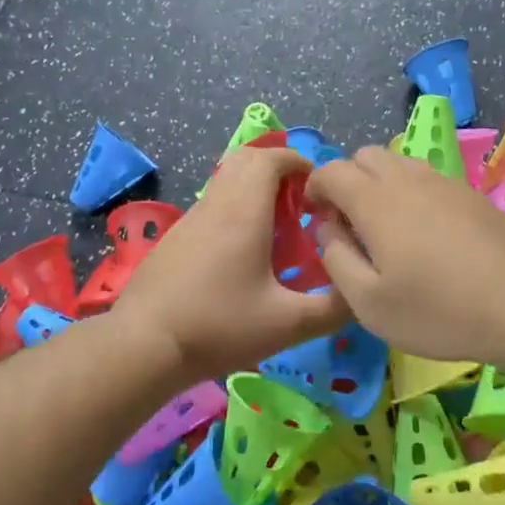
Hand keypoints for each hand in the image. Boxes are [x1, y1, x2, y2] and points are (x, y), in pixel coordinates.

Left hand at [113, 145, 349, 382]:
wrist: (144, 345)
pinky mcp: (174, 239)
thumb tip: (361, 296)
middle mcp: (216, 205)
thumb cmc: (220, 326)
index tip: (319, 188)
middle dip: (277, 169)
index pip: (271, 159)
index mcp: (244, 212)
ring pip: (225, 182)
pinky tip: (242, 254)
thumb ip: (332, 309)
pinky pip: (211, 206)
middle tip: (300, 202)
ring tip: (277, 228)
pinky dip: (233, 210)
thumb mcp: (287, 324)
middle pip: (245, 160)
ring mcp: (189, 220)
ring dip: (254, 190)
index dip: (299, 162)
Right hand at [306, 145, 504, 361]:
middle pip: (365, 156)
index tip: (316, 214)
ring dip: (380, 182)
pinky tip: (424, 231)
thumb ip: (336, 258)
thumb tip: (327, 228)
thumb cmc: (437, 309)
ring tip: (386, 225)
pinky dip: (411, 191)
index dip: (315, 187)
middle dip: (347, 179)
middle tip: (349, 221)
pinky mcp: (470, 194)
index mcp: (374, 200)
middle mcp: (406, 178)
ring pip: (399, 162)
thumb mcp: (368, 302)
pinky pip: (428, 177)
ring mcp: (443, 182)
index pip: (331, 170)